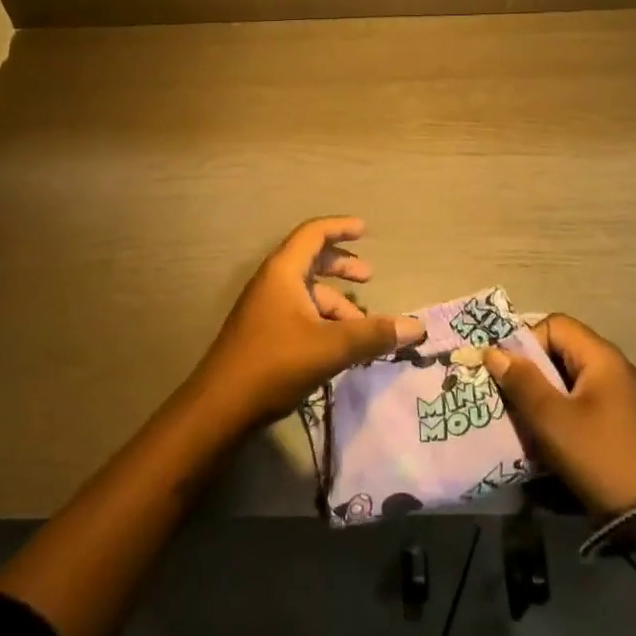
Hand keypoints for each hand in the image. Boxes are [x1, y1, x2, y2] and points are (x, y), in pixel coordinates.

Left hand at [193, 217, 425, 429]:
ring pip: (307, 293)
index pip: (313, 233)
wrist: (220, 407)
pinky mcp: (263, 333)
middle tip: (369, 278)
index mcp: (283, 271)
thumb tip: (416, 327)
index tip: (365, 230)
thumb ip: (373, 335)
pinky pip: (300, 313)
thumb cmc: (275, 363)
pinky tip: (340, 346)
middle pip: (311, 260)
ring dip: (336, 302)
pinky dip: (323, 320)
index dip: (340, 228)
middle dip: (342, 266)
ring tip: (363, 326)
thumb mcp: (330, 347)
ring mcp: (265, 308)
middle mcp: (272, 282)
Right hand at [483, 314, 635, 576]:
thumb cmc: (605, 460)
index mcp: (601, 357)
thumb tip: (494, 351)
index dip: (526, 343)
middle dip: (530, 376)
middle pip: (560, 354)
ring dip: (544, 402)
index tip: (509, 376)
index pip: (554, 325)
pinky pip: (583, 408)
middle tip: (510, 404)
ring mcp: (622, 400)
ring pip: (569, 384)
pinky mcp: (624, 427)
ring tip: (527, 429)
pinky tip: (552, 448)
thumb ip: (522, 382)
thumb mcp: (554, 421)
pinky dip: (563, 420)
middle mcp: (614, 370)